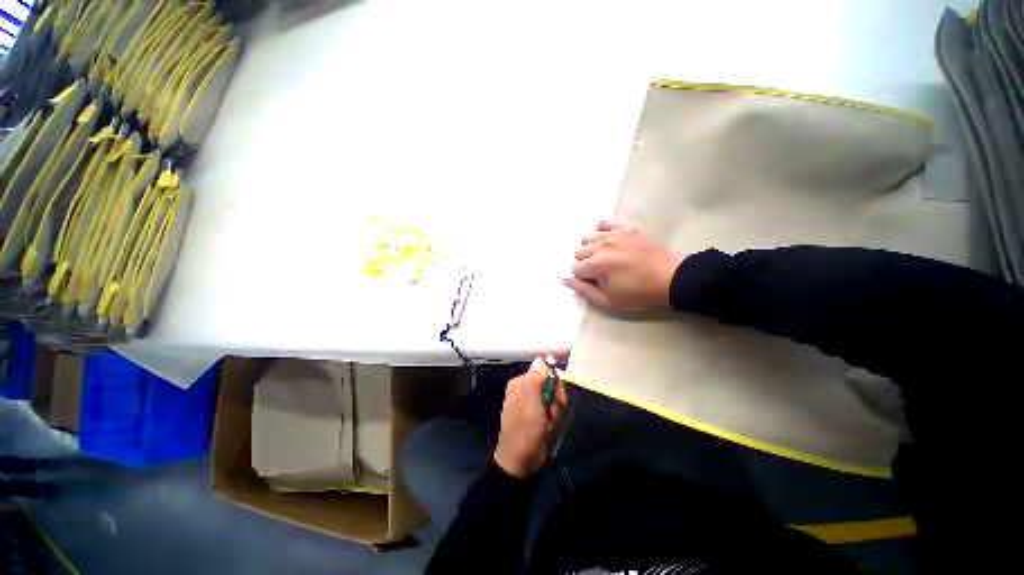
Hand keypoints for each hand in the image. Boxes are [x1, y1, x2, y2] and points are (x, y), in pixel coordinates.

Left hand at [494, 358, 568, 477]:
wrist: (520, 464)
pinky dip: (554, 419)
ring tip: (549, 424)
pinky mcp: (539, 414)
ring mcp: (533, 402)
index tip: (557, 399)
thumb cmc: (523, 433)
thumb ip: (535, 381)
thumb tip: (540, 359)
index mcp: (520, 383)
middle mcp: (526, 389)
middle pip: (551, 384)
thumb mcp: (530, 406)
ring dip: (556, 412)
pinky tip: (549, 429)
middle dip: (556, 400)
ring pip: (555, 398)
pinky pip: (554, 409)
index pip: (544, 371)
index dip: (554, 383)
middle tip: (552, 414)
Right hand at [564, 220, 683, 312]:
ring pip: (588, 237)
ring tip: (605, 258)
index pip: (575, 268)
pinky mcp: (626, 228)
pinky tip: (608, 241)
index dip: (584, 278)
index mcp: (596, 265)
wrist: (671, 279)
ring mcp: (614, 235)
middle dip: (585, 263)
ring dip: (591, 249)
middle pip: (579, 251)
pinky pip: (604, 223)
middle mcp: (601, 246)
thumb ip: (583, 290)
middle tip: (601, 272)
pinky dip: (601, 231)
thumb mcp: (608, 302)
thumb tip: (564, 279)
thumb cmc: (638, 294)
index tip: (597, 283)